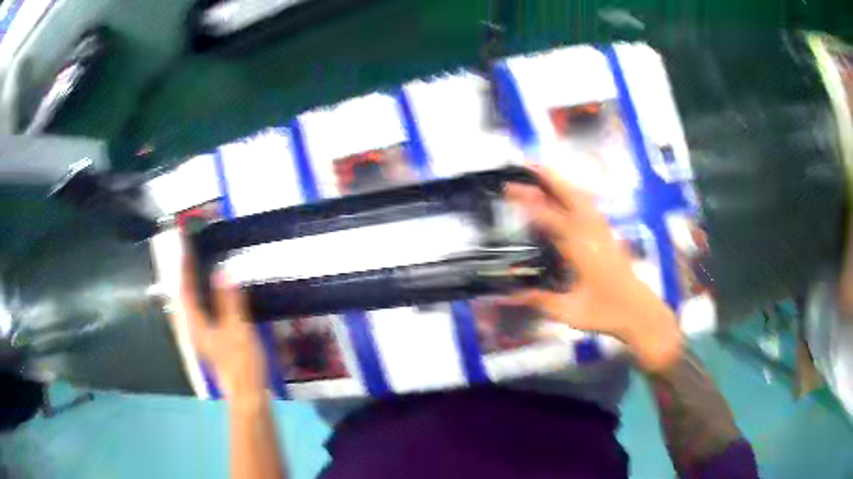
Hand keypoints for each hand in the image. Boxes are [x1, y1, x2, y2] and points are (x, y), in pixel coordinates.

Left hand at [179, 250, 267, 404]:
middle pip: (184, 298)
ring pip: (192, 306)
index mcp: (196, 324)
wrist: (247, 392)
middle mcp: (194, 329)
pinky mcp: (211, 342)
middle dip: (185, 277)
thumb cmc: (241, 361)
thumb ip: (228, 300)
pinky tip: (212, 297)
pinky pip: (201, 313)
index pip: (186, 290)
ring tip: (198, 270)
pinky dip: (203, 299)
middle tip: (190, 256)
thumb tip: (221, 272)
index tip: (186, 247)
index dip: (185, 268)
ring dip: (193, 287)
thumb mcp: (237, 327)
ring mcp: (202, 337)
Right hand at [506, 165, 682, 371]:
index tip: (512, 193)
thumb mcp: (570, 312)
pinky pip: (589, 206)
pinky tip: (565, 194)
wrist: (640, 313)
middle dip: (548, 179)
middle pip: (571, 197)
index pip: (554, 221)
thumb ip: (540, 300)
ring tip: (541, 172)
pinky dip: (574, 193)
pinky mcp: (608, 235)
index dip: (532, 205)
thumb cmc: (608, 313)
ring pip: (582, 198)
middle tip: (525, 166)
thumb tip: (510, 295)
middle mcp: (594, 235)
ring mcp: (603, 232)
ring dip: (561, 182)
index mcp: (584, 251)